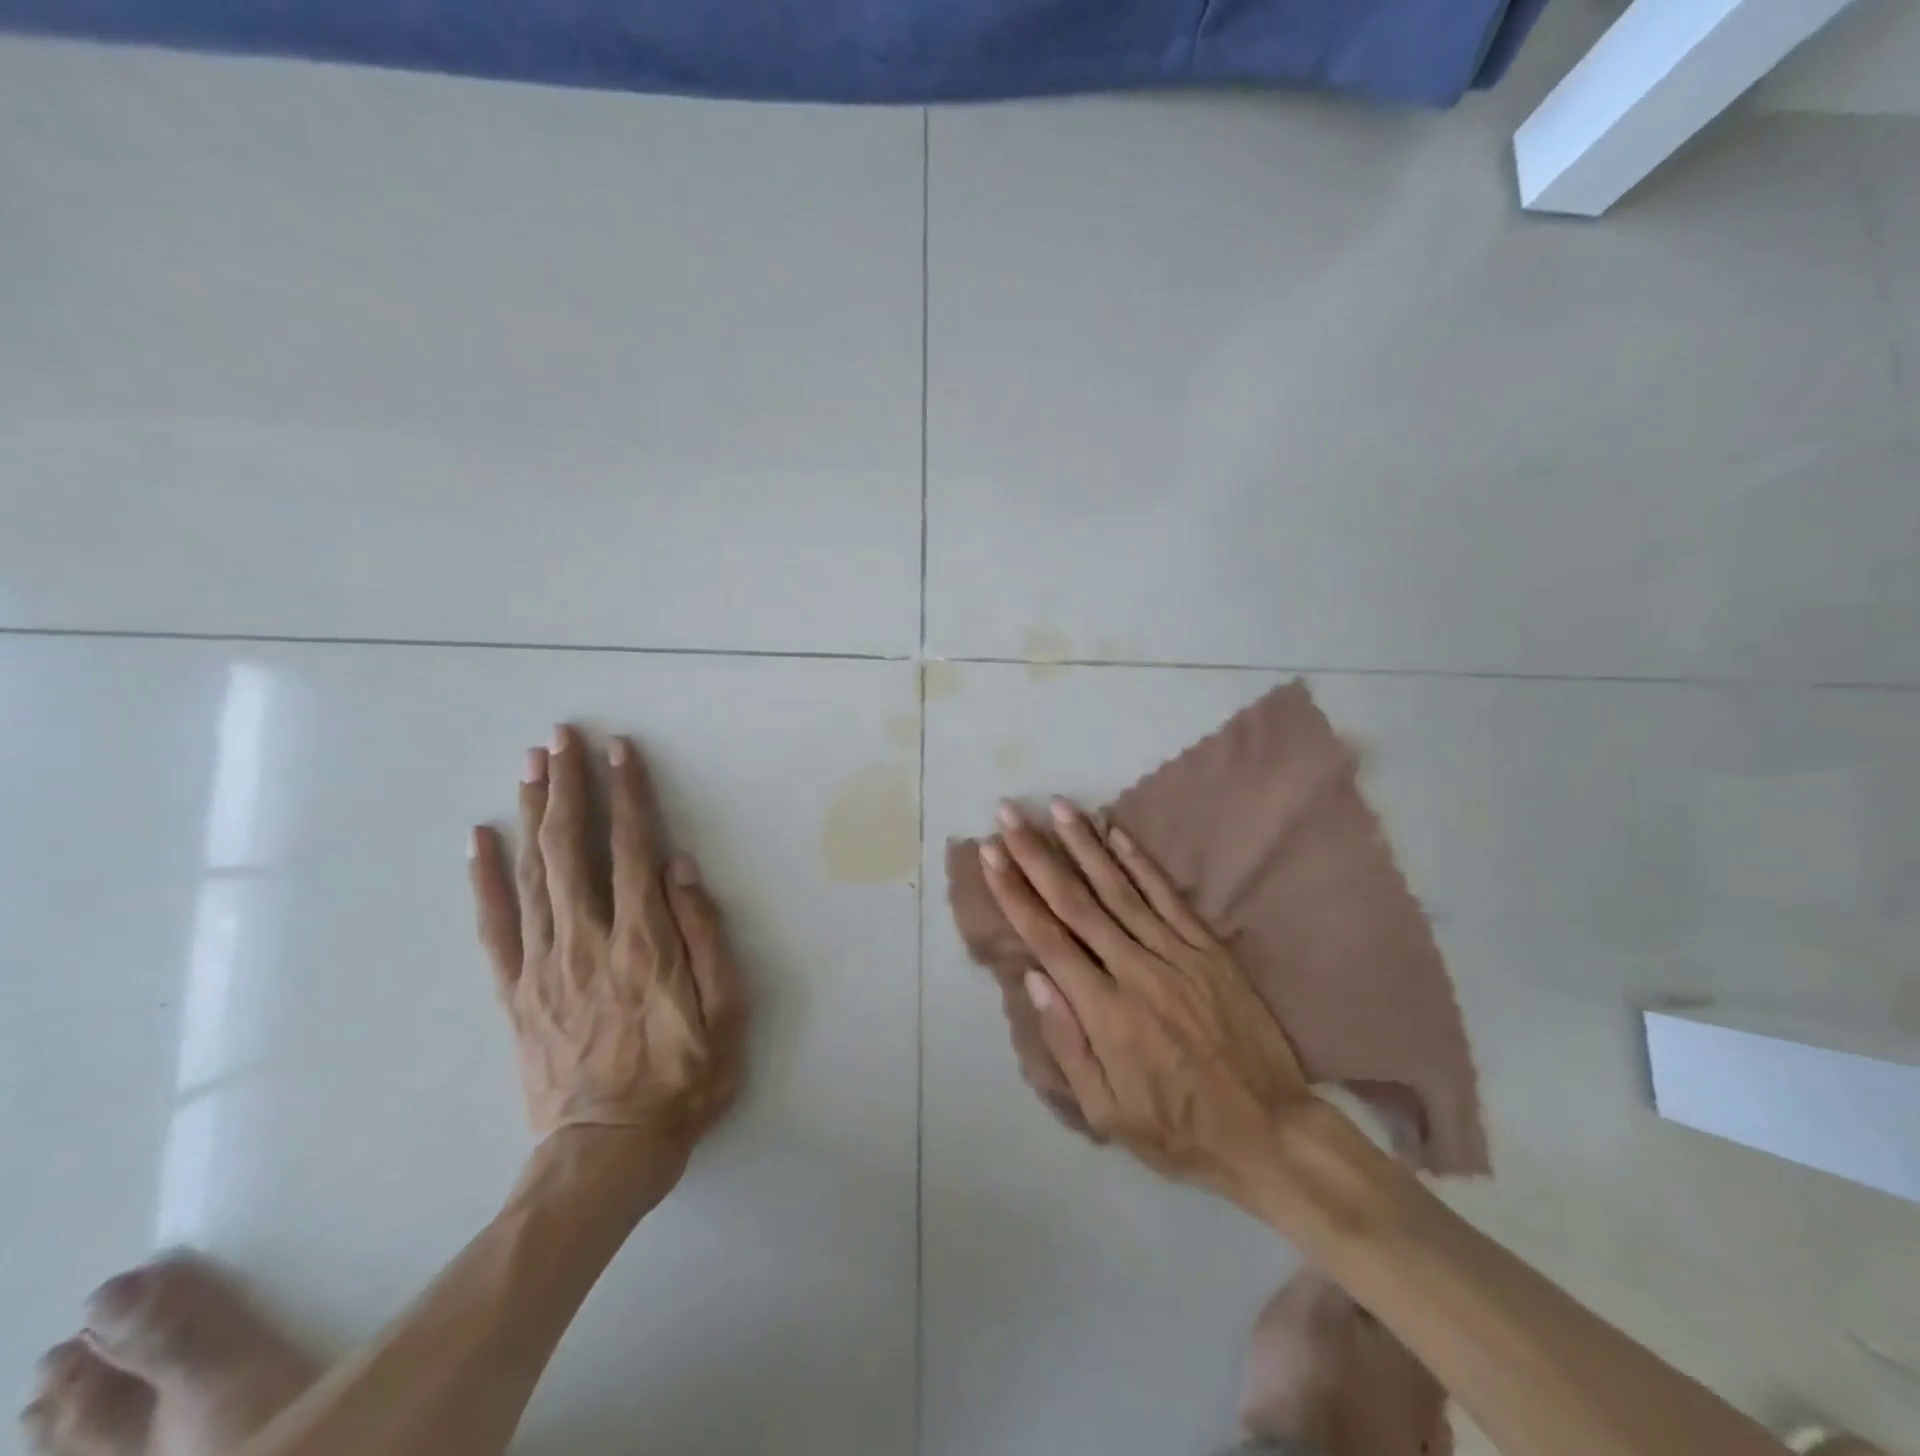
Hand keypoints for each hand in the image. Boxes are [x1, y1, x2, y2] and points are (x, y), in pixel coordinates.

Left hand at [469, 726, 746, 1162]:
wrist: (606, 1152)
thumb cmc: (684, 1079)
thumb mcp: (728, 1012)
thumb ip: (706, 935)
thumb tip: (681, 868)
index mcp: (644, 941)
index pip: (632, 848)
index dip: (628, 794)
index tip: (619, 751)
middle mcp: (588, 939)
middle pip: (571, 847)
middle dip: (569, 785)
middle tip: (562, 737)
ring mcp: (544, 963)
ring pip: (532, 872)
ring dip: (532, 813)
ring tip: (531, 765)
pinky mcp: (516, 990)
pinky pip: (494, 925)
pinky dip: (484, 878)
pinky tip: (479, 839)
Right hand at [978, 798, 1310, 1204]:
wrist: (1269, 1131)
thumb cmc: (1177, 1129)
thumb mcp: (1108, 1113)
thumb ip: (1067, 1043)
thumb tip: (1033, 977)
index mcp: (1105, 1012)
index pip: (1047, 939)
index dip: (1015, 892)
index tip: (991, 854)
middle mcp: (1136, 970)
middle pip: (1076, 902)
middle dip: (1037, 854)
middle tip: (1009, 814)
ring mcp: (1177, 955)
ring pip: (1120, 889)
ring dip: (1084, 844)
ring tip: (1058, 806)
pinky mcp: (1209, 950)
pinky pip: (1169, 897)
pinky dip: (1141, 862)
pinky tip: (1118, 832)